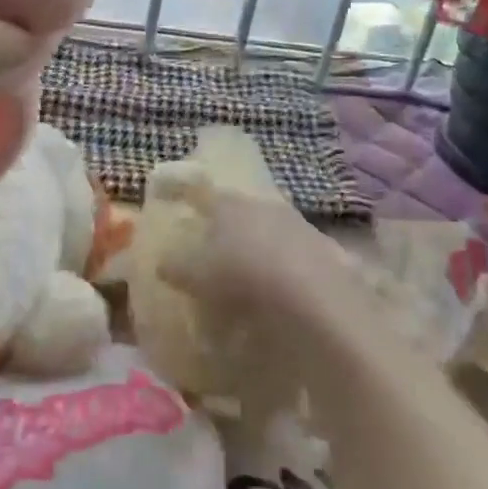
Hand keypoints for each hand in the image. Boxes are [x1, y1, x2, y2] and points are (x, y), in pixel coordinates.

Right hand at [154, 188, 364, 331]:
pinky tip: (274, 292)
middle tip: (207, 243)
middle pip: (235, 209)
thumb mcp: (196, 275)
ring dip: (252, 247)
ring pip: (265, 229)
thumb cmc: (242, 276)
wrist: (316, 298)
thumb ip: (176, 265)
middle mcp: (261, 205)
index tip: (167, 193)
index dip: (181, 190)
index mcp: (227, 202)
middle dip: (221, 224)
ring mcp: (296, 225)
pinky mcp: (324, 252)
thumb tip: (163, 261)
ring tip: (241, 273)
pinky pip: (291, 255)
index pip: (198, 190)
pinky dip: (278, 269)